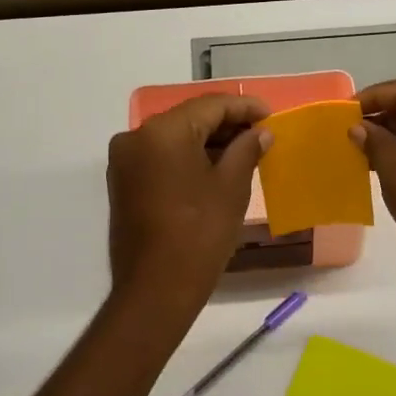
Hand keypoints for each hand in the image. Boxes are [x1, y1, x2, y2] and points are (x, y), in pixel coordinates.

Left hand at [108, 94, 271, 307]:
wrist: (156, 290)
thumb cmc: (199, 234)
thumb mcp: (231, 187)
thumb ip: (247, 149)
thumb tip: (260, 132)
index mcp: (162, 132)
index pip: (210, 105)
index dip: (244, 107)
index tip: (271, 115)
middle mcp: (136, 137)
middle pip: (189, 118)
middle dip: (226, 124)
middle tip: (262, 133)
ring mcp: (125, 161)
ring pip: (175, 137)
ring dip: (208, 141)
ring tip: (245, 150)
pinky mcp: (124, 182)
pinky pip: (161, 156)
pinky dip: (188, 157)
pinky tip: (216, 166)